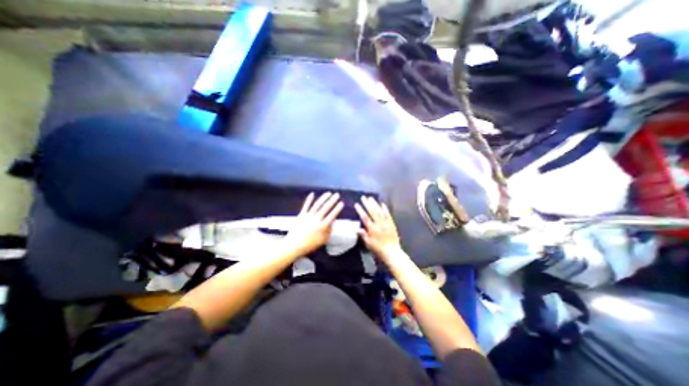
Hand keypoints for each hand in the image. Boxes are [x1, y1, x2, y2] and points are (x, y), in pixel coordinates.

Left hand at [281, 192, 342, 258]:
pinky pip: (306, 206)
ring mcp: (308, 216)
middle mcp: (316, 219)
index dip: (337, 209)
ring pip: (317, 205)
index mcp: (322, 226)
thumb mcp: (323, 240)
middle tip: (337, 194)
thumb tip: (332, 222)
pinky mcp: (301, 215)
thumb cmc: (310, 245)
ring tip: (328, 193)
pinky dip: (309, 199)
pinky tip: (312, 194)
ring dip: (323, 198)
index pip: (332, 215)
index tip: (341, 203)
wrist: (294, 245)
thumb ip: (329, 231)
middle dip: (332, 200)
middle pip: (326, 208)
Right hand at [355, 197, 404, 260]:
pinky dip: (385, 208)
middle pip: (372, 212)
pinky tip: (382, 204)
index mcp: (372, 229)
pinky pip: (388, 214)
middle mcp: (379, 224)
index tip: (356, 204)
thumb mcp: (368, 244)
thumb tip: (357, 228)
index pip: (365, 217)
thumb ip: (363, 235)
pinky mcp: (391, 224)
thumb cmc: (378, 249)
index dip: (360, 210)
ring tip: (371, 198)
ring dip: (375, 204)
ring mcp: (386, 223)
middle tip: (363, 197)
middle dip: (367, 204)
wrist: (392, 252)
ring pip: (380, 211)